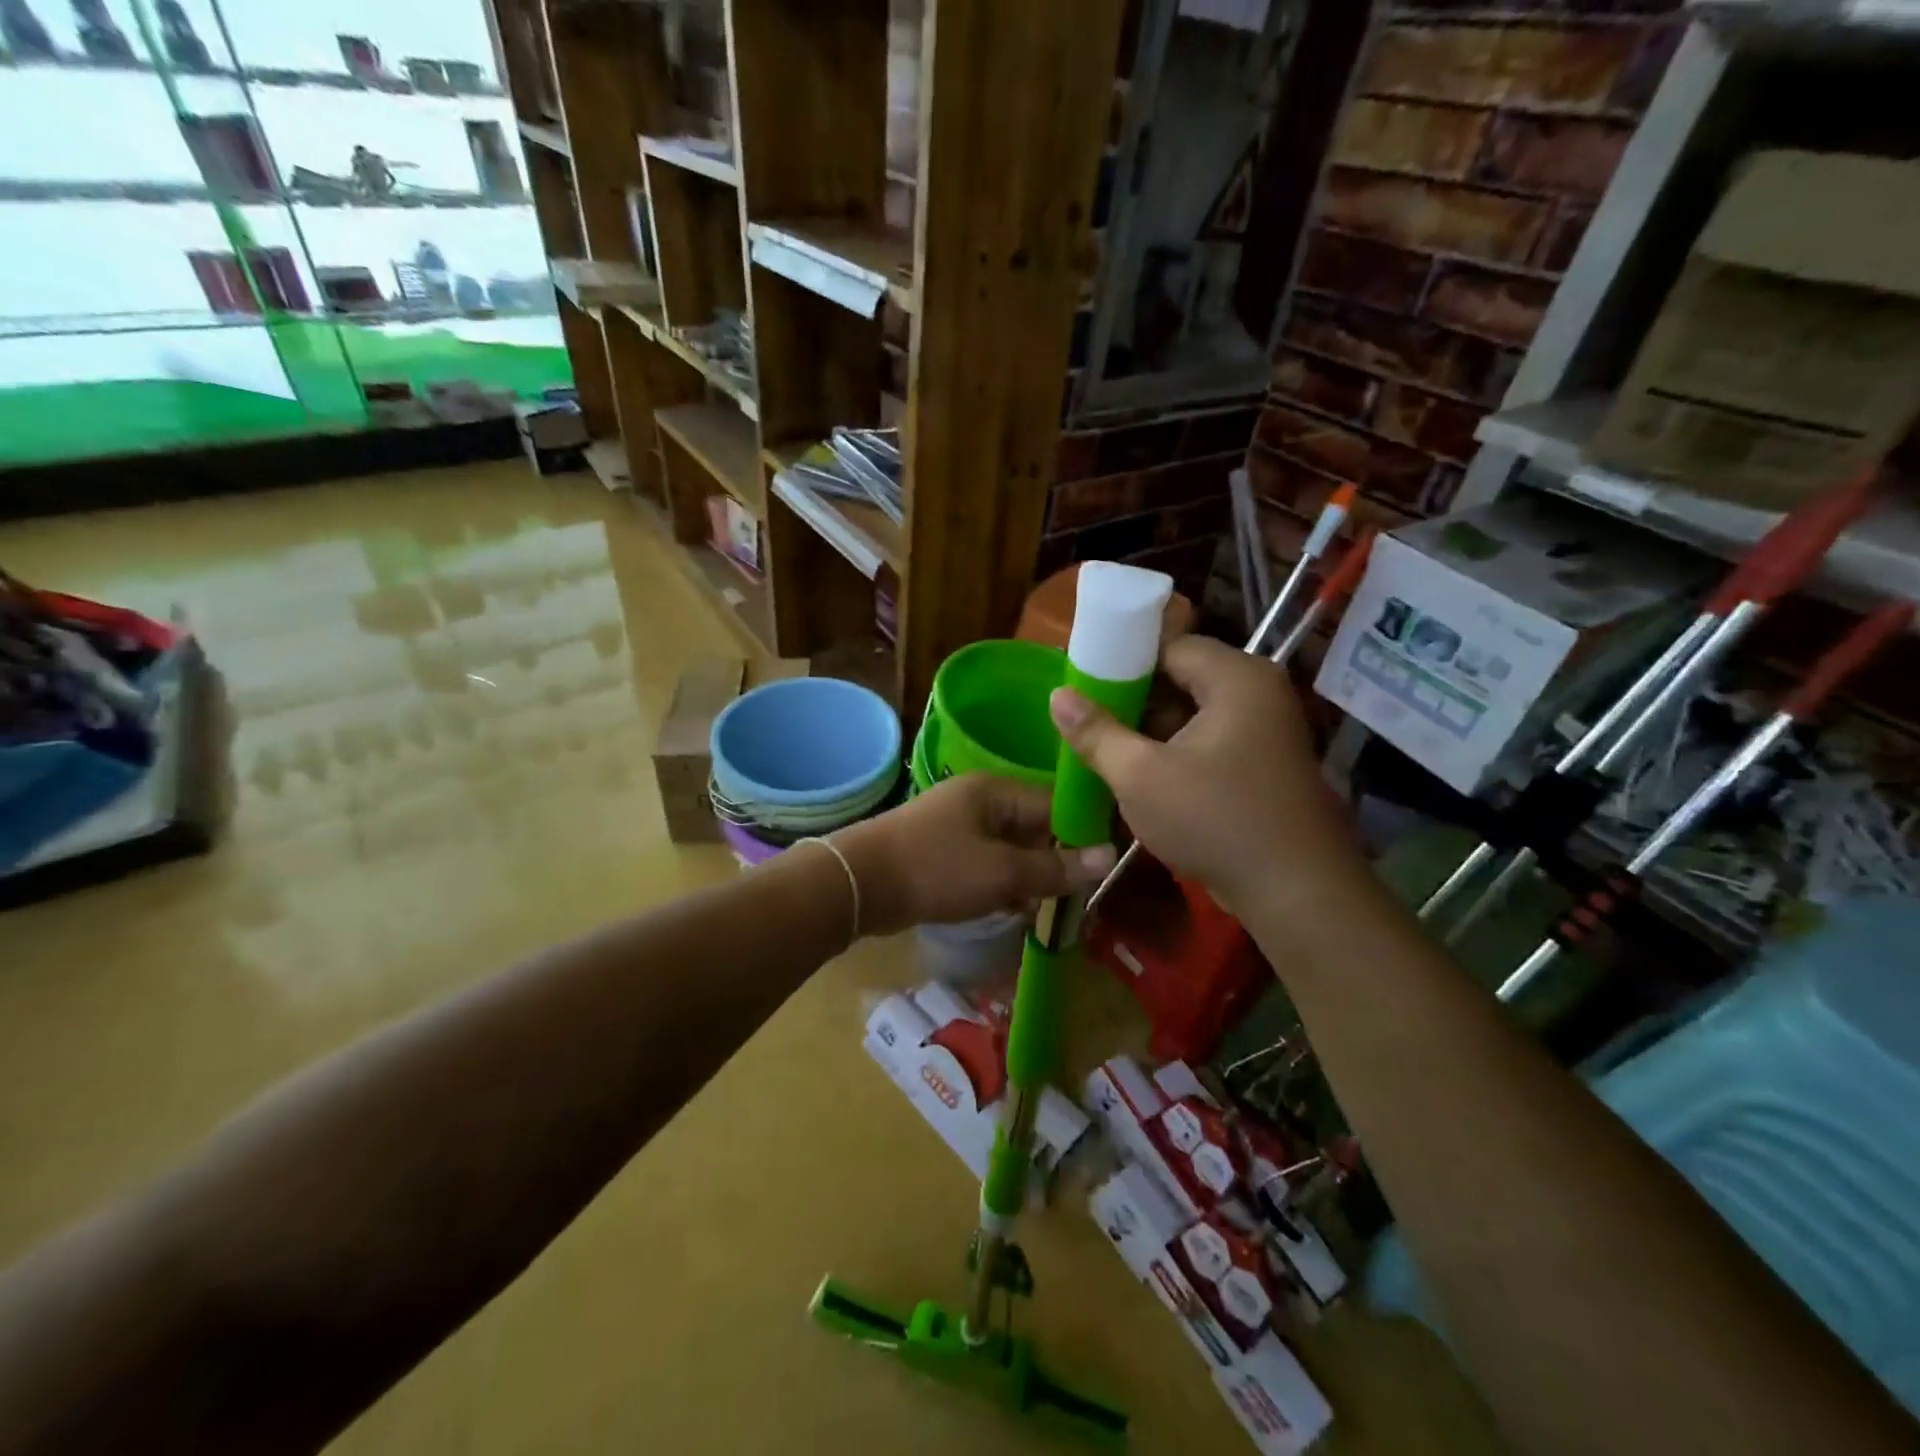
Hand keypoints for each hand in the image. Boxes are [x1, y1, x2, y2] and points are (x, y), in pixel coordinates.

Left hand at [831, 775, 1115, 936]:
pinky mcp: (943, 851)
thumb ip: (1055, 867)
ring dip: (1029, 877)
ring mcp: (958, 825)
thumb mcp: (1002, 871)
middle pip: (1034, 827)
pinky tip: (1014, 910)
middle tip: (1080, 898)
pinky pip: (986, 863)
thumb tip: (1110, 855)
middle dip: (1056, 862)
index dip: (1082, 834)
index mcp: (996, 791)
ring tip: (1052, 909)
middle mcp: (979, 800)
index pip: (1055, 804)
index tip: (1105, 869)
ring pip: (1011, 849)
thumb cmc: (935, 869)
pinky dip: (1002, 883)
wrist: (858, 884)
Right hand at [1049, 635, 1362, 915]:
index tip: (1083, 683)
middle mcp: (1258, 692)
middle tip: (1088, 719)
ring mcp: (1265, 730)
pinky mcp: (1263, 764)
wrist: (1296, 893)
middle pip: (1182, 677)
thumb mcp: (1140, 776)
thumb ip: (1095, 732)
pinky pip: (1210, 741)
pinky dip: (1176, 751)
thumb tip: (1058, 695)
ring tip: (1104, 746)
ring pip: (1194, 713)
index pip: (1169, 644)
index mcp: (1236, 678)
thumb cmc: (1215, 820)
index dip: (1122, 661)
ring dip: (1152, 729)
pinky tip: (1140, 772)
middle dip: (1134, 699)